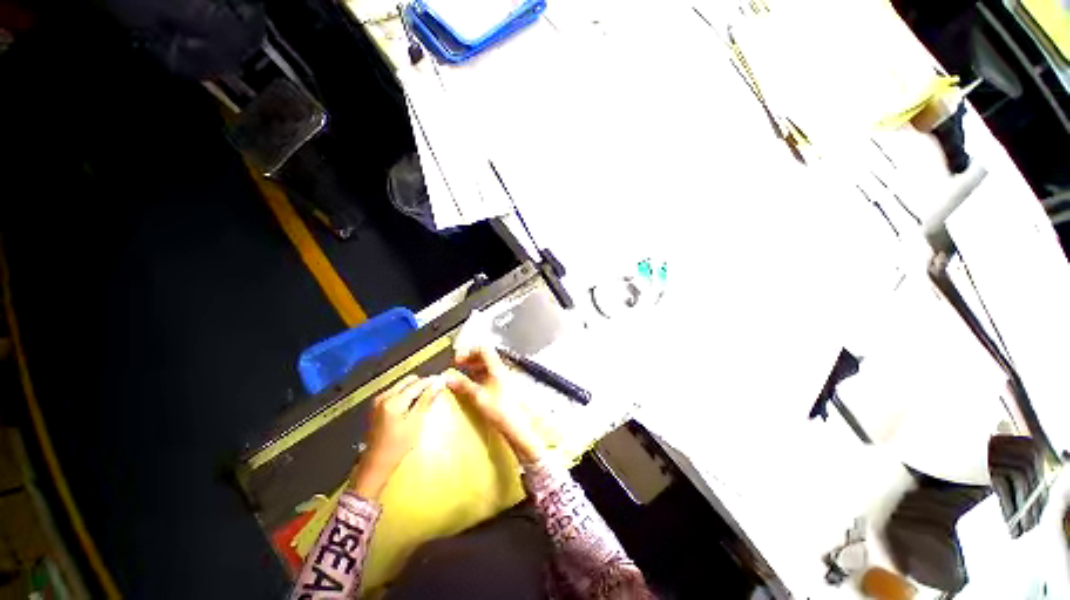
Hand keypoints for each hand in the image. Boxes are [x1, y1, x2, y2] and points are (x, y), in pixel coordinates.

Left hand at [349, 375, 444, 498]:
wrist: (375, 464)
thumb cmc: (398, 446)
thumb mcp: (415, 423)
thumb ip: (426, 401)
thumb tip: (438, 384)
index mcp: (393, 401)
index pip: (416, 384)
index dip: (431, 381)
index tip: (442, 380)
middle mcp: (384, 396)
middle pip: (407, 381)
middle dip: (422, 383)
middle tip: (435, 389)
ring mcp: (378, 400)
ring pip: (401, 385)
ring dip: (413, 388)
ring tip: (426, 396)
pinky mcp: (376, 405)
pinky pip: (394, 391)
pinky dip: (405, 393)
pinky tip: (413, 403)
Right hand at [445, 347, 543, 463]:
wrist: (518, 425)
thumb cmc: (502, 411)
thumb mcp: (478, 396)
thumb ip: (463, 385)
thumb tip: (450, 379)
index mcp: (497, 368)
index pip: (483, 349)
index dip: (469, 351)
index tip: (459, 359)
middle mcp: (502, 370)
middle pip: (486, 356)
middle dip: (471, 359)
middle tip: (460, 365)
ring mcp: (505, 378)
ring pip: (489, 366)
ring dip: (476, 368)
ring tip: (465, 376)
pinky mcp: (506, 387)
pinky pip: (492, 376)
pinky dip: (481, 377)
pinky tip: (475, 386)